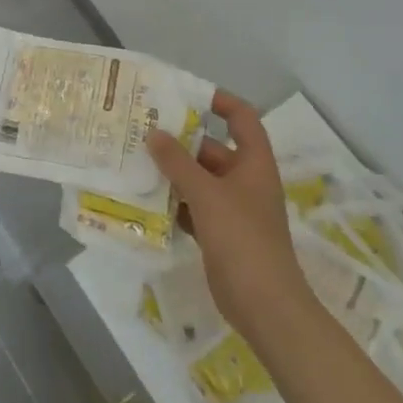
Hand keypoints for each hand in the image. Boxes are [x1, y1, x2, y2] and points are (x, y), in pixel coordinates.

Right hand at [146, 90, 309, 330]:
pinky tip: (147, 199)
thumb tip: (153, 133)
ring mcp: (234, 210)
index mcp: (254, 164)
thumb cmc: (242, 239)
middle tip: (144, 130)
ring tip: (137, 160)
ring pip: (200, 180)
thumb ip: (177, 162)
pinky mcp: (221, 234)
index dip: (220, 101)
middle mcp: (246, 181)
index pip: (242, 118)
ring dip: (174, 172)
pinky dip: (174, 202)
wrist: (265, 306)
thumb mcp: (206, 194)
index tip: (186, 95)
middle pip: (213, 149)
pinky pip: (194, 207)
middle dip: (181, 141)